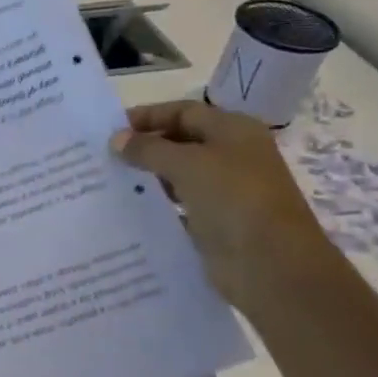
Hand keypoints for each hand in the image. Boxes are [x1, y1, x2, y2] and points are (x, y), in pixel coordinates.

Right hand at [111, 99, 338, 313]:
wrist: (271, 264)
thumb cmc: (233, 199)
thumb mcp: (187, 164)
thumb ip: (148, 149)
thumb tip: (117, 140)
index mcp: (234, 131)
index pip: (184, 112)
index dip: (148, 116)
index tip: (111, 129)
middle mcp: (233, 155)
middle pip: (182, 141)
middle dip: (145, 146)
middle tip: (106, 156)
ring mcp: (227, 190)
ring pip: (180, 174)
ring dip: (149, 175)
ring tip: (112, 180)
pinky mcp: (217, 221)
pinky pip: (181, 204)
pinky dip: (158, 203)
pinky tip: (131, 207)